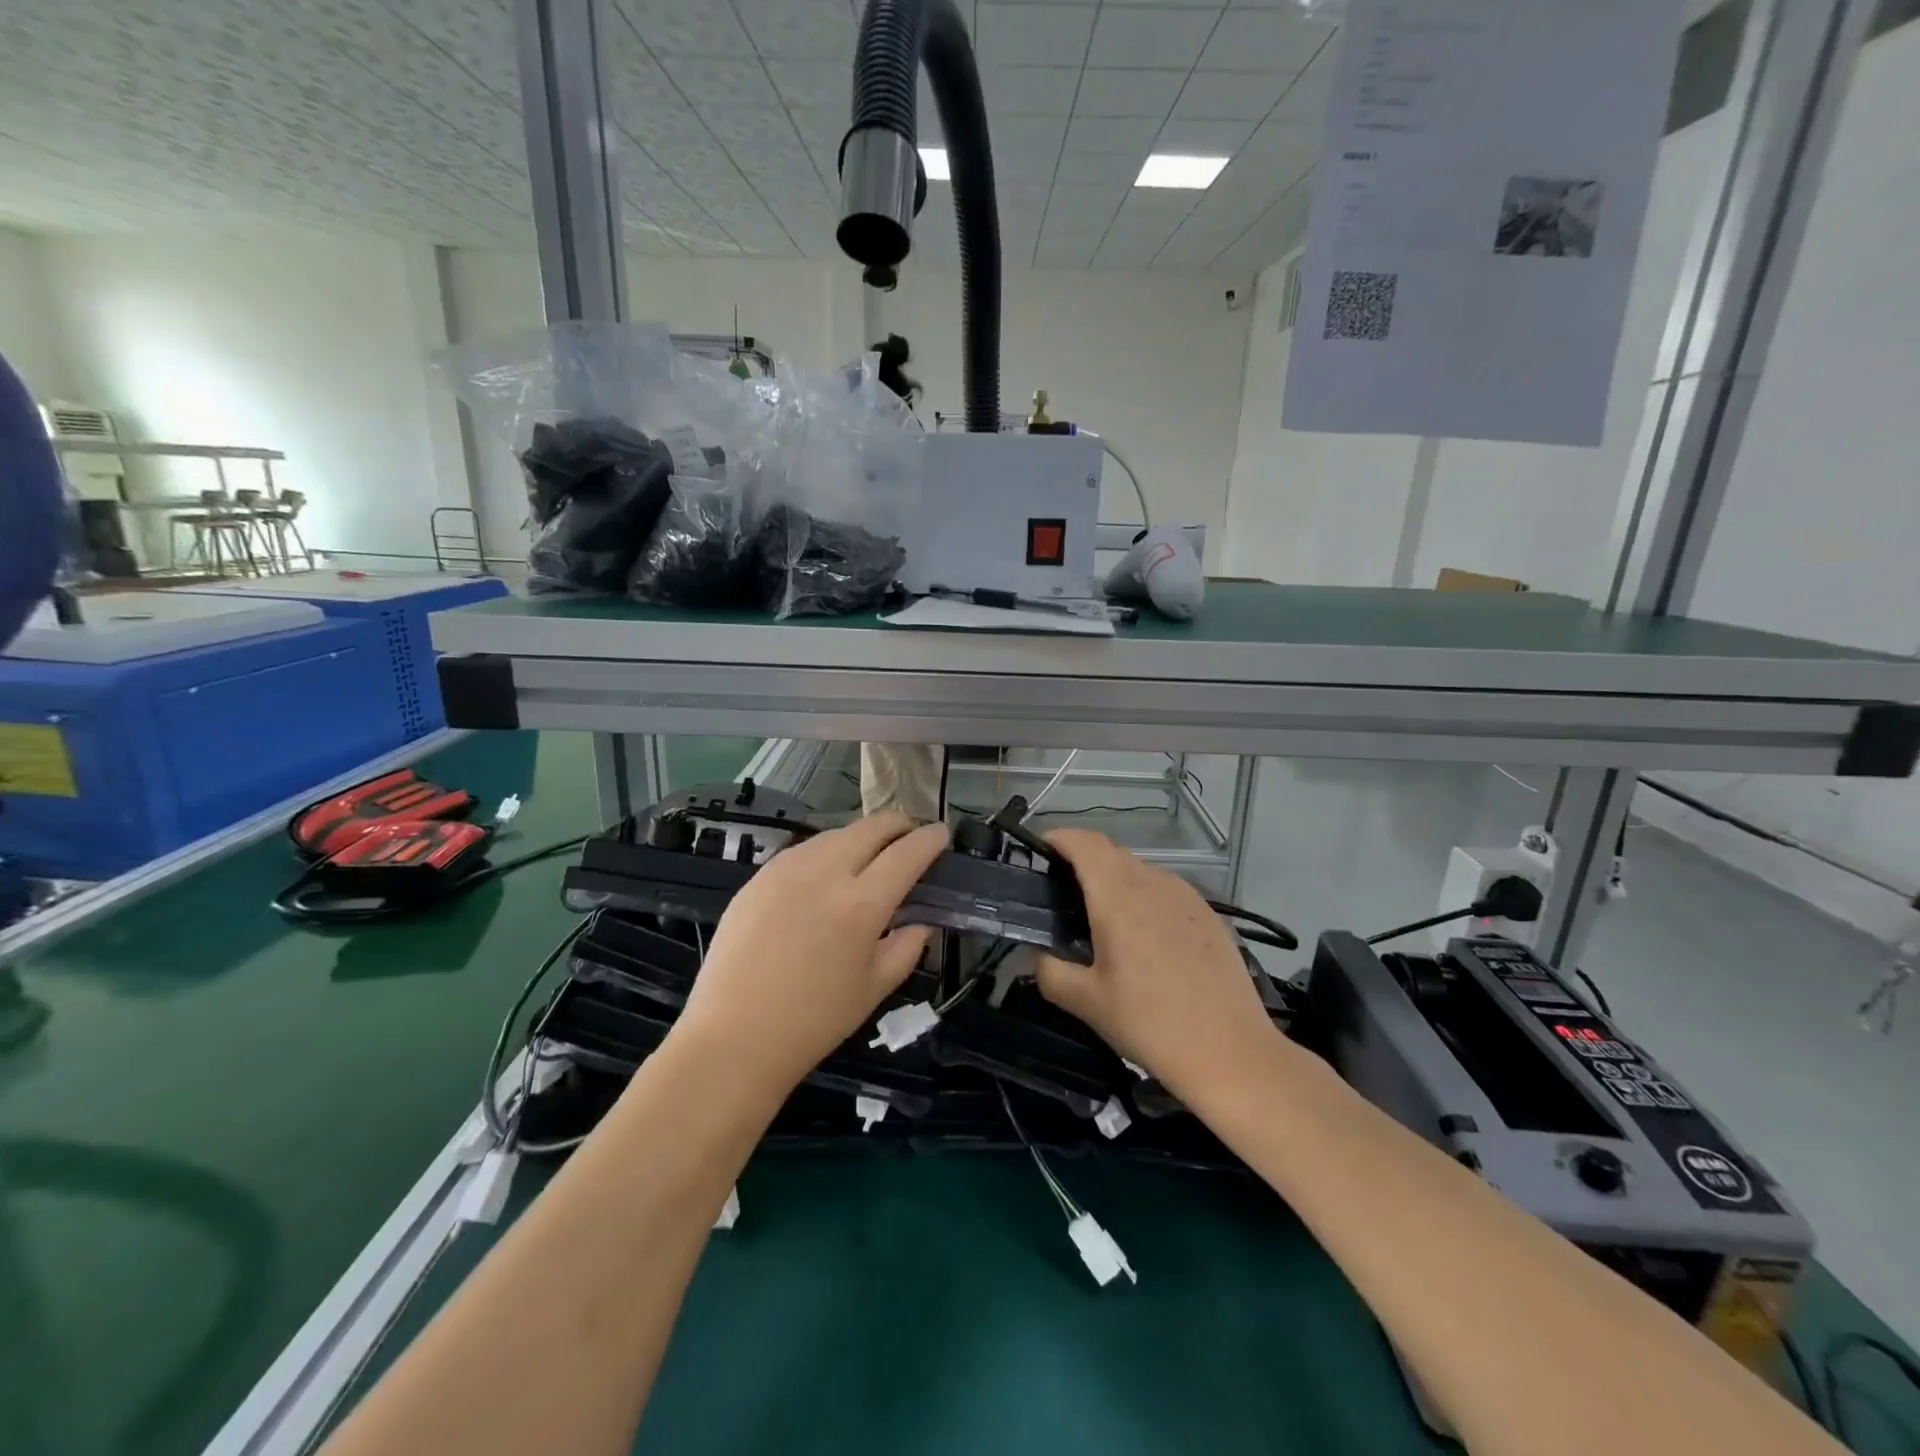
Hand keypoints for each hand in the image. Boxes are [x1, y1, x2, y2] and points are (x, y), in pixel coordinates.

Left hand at [671, 811, 949, 1097]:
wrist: (733, 1037)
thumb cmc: (813, 1022)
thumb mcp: (874, 989)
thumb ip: (907, 947)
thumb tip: (922, 920)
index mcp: (861, 905)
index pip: (907, 854)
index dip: (930, 839)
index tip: (941, 834)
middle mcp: (825, 873)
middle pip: (871, 828)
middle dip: (898, 824)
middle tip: (910, 835)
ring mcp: (786, 870)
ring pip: (835, 834)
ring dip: (861, 836)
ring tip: (869, 854)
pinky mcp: (758, 877)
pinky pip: (803, 850)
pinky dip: (826, 851)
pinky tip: (826, 873)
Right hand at [1034, 830, 1278, 1099]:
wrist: (1230, 1051)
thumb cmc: (1150, 1023)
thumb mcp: (1087, 1003)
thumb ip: (1050, 971)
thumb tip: (1037, 955)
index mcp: (1118, 896)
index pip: (1084, 842)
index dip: (1058, 838)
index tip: (1039, 852)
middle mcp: (1153, 883)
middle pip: (1110, 852)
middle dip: (1082, 861)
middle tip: (1062, 894)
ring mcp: (1186, 895)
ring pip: (1140, 870)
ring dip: (1115, 879)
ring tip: (1103, 919)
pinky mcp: (1209, 913)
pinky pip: (1166, 889)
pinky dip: (1144, 896)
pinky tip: (1145, 938)